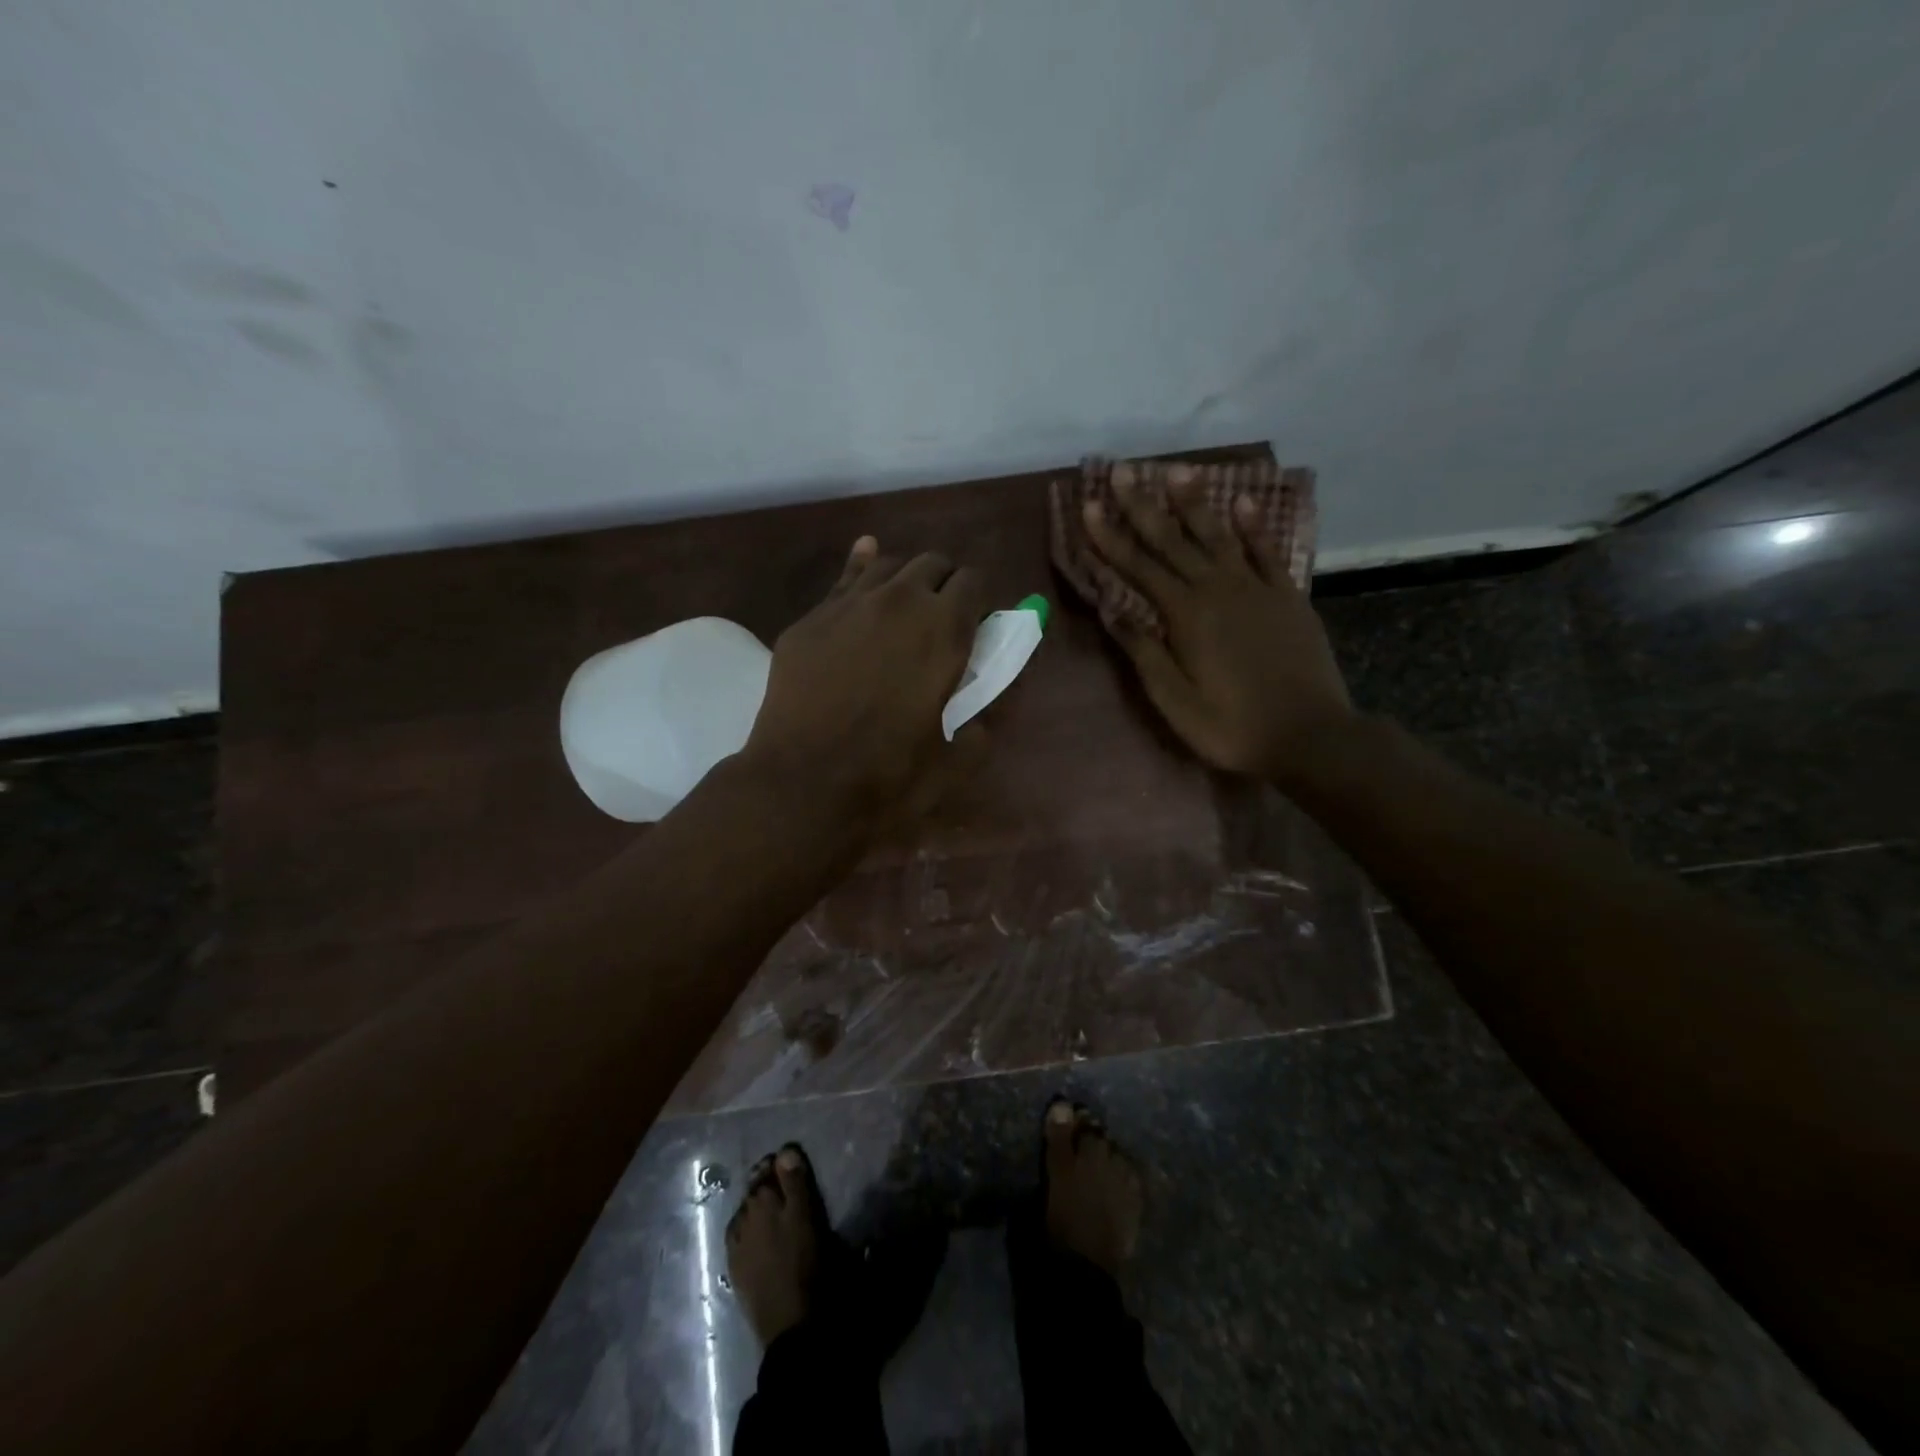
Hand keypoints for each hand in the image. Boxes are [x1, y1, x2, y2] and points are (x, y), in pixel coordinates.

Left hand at [743, 536, 986, 827]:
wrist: (802, 784)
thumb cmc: (887, 777)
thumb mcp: (954, 761)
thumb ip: (980, 728)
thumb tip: (981, 717)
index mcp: (944, 630)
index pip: (974, 581)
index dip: (979, 600)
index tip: (976, 625)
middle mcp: (900, 601)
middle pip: (933, 563)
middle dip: (945, 584)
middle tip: (942, 619)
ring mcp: (848, 605)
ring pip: (887, 564)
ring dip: (904, 579)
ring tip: (903, 607)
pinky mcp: (810, 620)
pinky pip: (842, 581)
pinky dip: (860, 570)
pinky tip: (864, 560)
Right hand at [1083, 463, 1354, 784]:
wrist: (1310, 735)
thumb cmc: (1232, 726)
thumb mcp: (1175, 701)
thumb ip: (1144, 653)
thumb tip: (1113, 611)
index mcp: (1185, 616)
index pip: (1137, 568)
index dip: (1109, 537)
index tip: (1088, 506)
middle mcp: (1217, 590)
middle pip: (1172, 541)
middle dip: (1142, 506)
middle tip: (1121, 470)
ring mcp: (1256, 589)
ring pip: (1218, 536)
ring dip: (1194, 502)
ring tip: (1175, 471)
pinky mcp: (1287, 596)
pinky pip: (1267, 551)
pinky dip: (1254, 526)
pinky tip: (1244, 501)